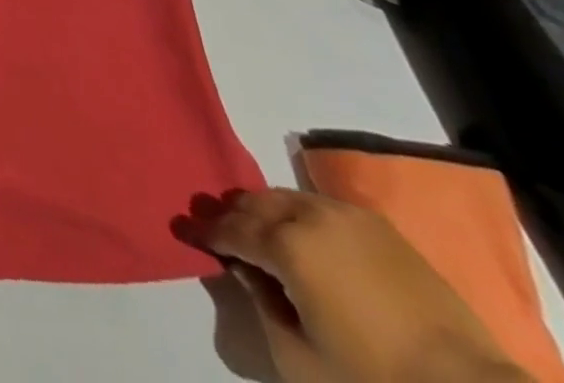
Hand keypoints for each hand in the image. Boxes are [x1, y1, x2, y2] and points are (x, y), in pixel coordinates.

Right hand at [182, 190, 530, 382]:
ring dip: (266, 212)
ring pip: (285, 198)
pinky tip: (305, 239)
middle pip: (253, 203)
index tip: (184, 231)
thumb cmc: (377, 379)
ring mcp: (346, 214)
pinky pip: (320, 207)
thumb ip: (263, 306)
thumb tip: (250, 274)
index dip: (203, 231)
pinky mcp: (378, 225)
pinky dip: (300, 216)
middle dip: (233, 216)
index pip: (228, 228)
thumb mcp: (301, 357)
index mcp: (286, 243)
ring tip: (261, 235)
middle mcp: (308, 214)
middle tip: (220, 232)